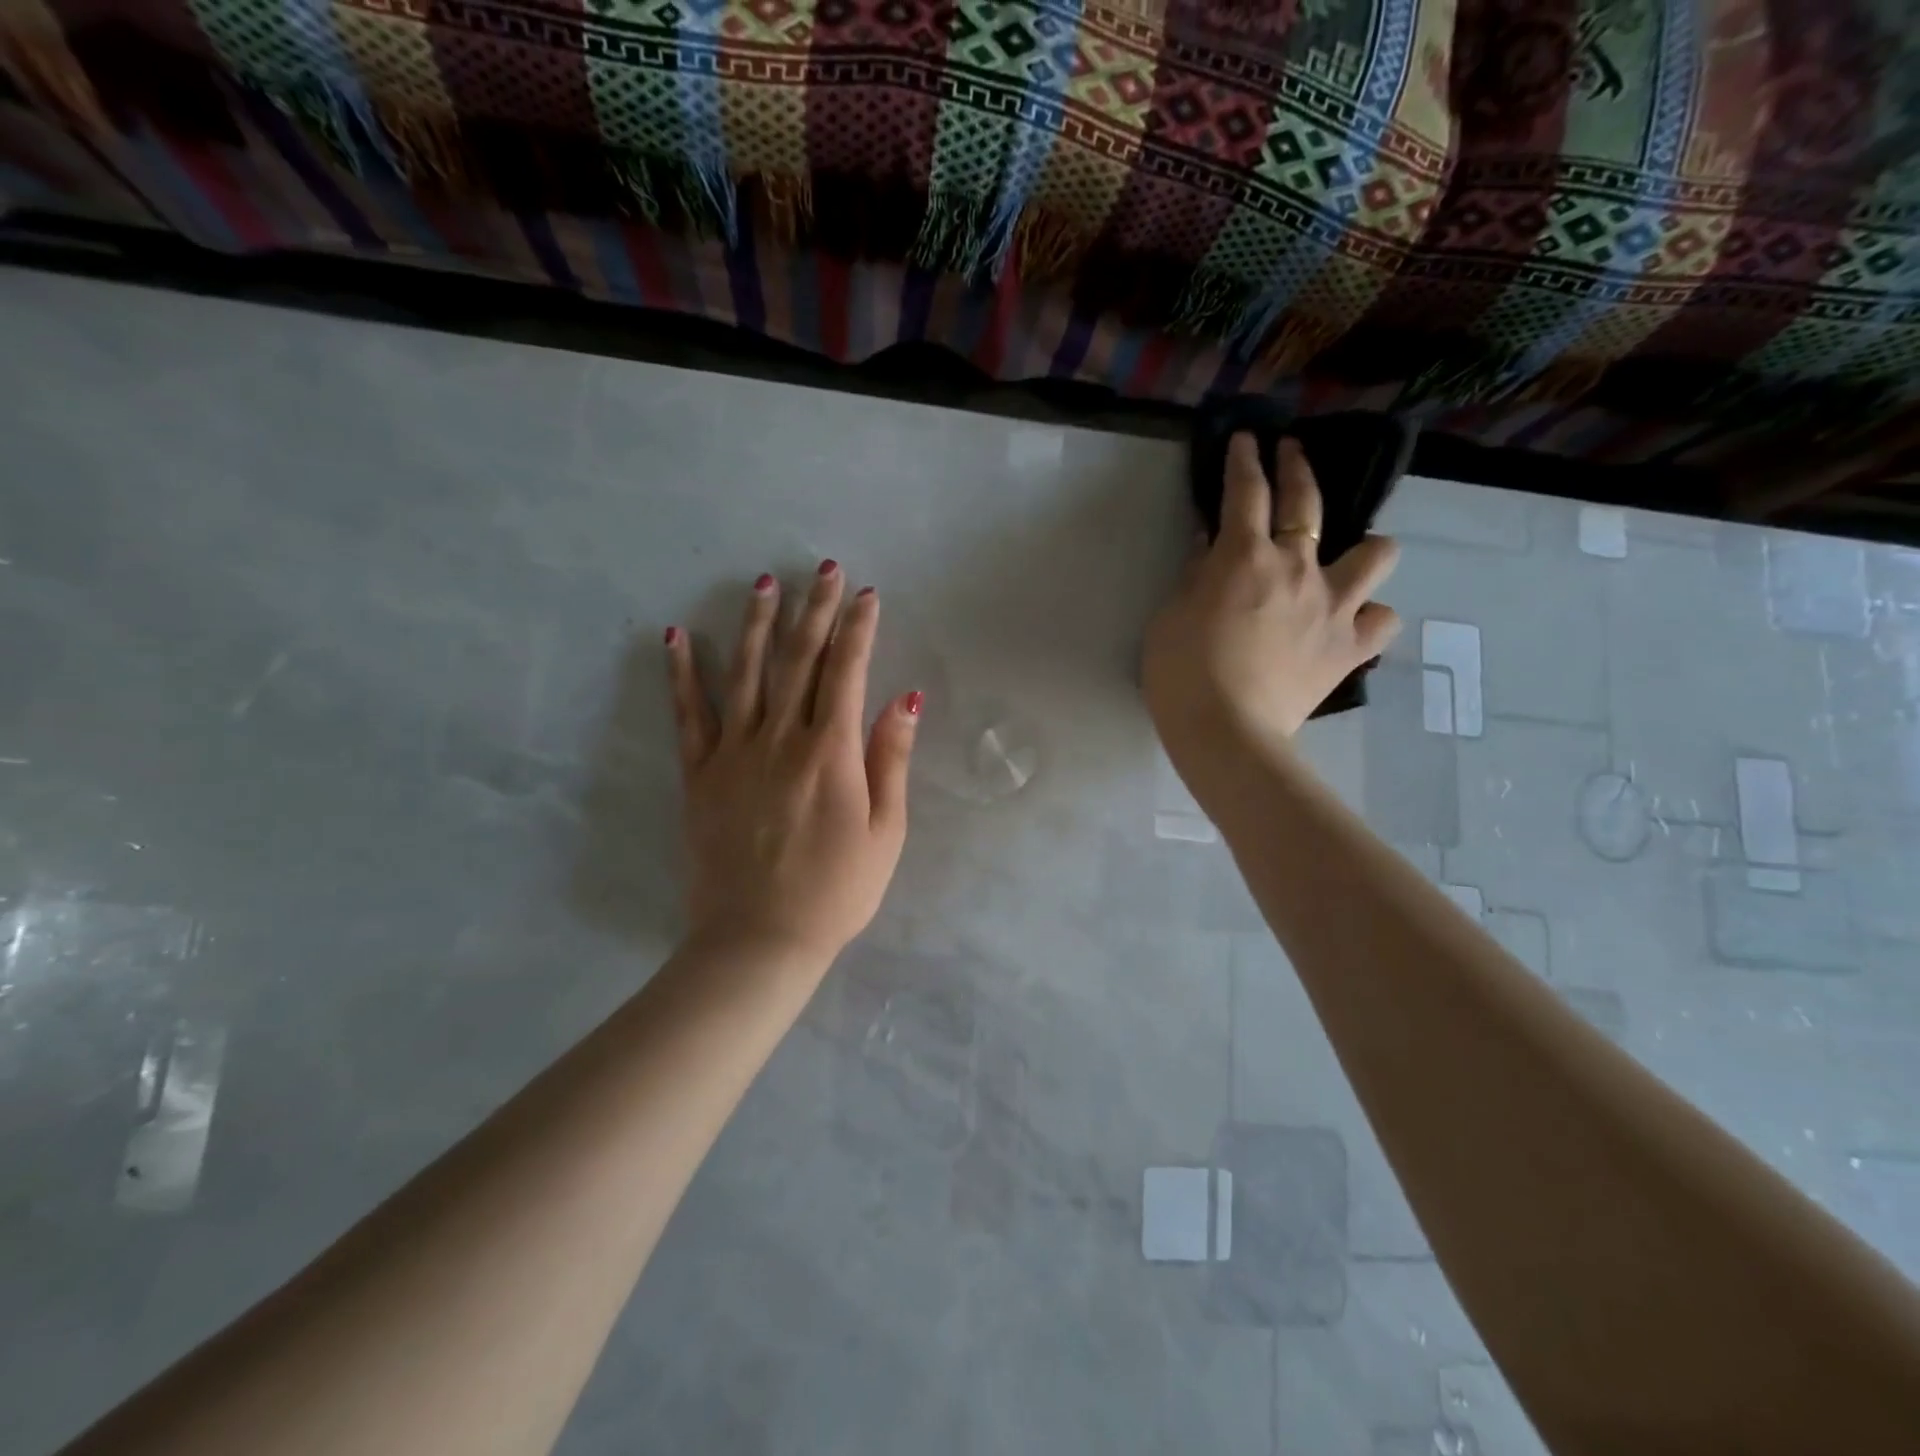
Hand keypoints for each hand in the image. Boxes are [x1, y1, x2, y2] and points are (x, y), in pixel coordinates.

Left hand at [665, 562, 920, 967]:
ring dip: (755, 624)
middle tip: (823, 569)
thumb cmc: (837, 891)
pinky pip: (688, 714)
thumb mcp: (886, 832)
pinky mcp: (699, 774)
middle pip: (799, 659)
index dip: (859, 629)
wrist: (759, 939)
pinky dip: (681, 673)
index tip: (867, 595)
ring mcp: (734, 753)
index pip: (847, 672)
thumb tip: (904, 699)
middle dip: (815, 609)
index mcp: (831, 752)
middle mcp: (781, 739)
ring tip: (763, 583)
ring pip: (745, 673)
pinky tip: (674, 636)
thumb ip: (891, 760)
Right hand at [1143, 433, 1400, 776]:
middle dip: (1297, 467)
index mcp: (1245, 557)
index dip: (1244, 460)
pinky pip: (1381, 620)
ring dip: (1363, 548)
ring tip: (1346, 560)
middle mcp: (1298, 568)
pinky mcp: (1351, 648)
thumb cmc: (1182, 674)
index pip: (1246, 492)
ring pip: (1376, 553)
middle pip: (1308, 502)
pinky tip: (1350, 623)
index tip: (1245, 440)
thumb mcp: (1170, 617)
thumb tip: (1209, 543)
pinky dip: (1368, 617)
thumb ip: (1194, 574)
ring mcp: (1334, 606)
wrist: (1226, 732)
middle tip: (1290, 453)